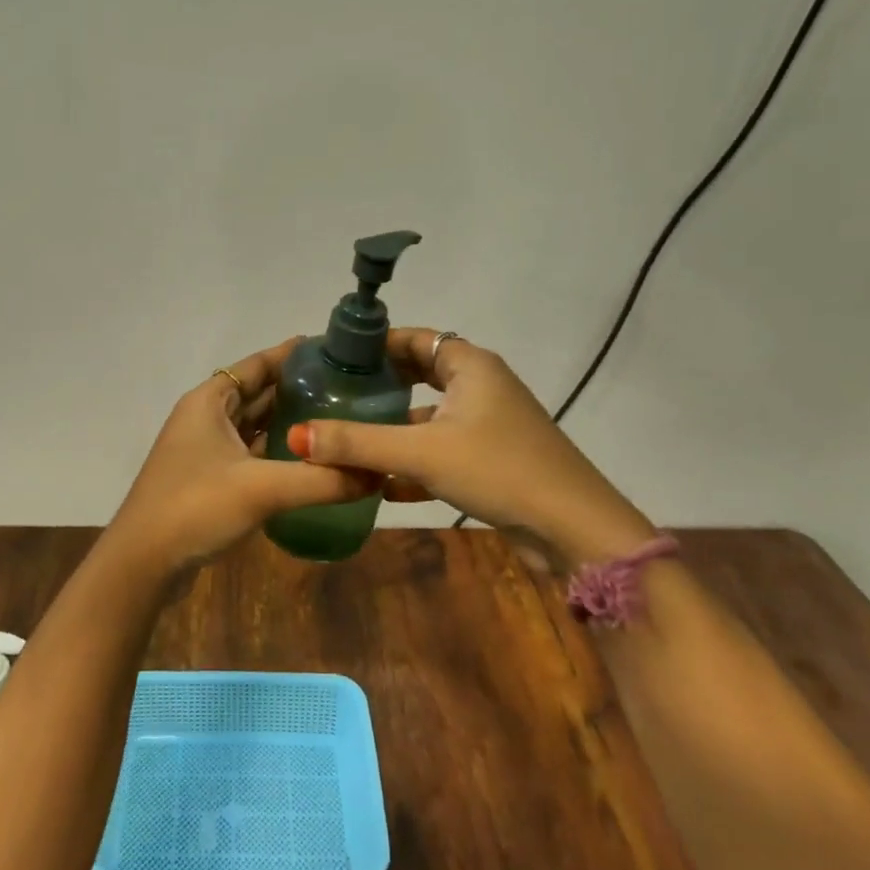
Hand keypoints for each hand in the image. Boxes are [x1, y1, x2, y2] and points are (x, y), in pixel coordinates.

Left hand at [111, 338, 379, 570]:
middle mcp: (205, 417)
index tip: (334, 350)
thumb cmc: (195, 507)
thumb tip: (377, 474)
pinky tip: (308, 461)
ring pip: (254, 425)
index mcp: (210, 401)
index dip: (293, 355)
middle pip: (258, 393)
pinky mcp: (208, 478)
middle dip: (298, 389)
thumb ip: (320, 480)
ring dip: (288, 422)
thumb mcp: (262, 489)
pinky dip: (276, 452)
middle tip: (349, 387)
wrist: (142, 564)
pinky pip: (250, 453)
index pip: (257, 365)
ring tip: (337, 419)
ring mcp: (204, 449)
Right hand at [287, 328, 651, 559]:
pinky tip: (378, 484)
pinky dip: (413, 462)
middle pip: (419, 376)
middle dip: (378, 387)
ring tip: (345, 439)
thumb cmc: (499, 470)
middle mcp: (480, 387)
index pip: (413, 339)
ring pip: (428, 418)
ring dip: (392, 429)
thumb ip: (358, 443)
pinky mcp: (492, 460)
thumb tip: (295, 435)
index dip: (374, 345)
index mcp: (470, 366)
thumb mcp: (423, 452)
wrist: (575, 530)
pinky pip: (441, 451)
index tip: (334, 358)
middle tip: (332, 396)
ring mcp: (489, 425)